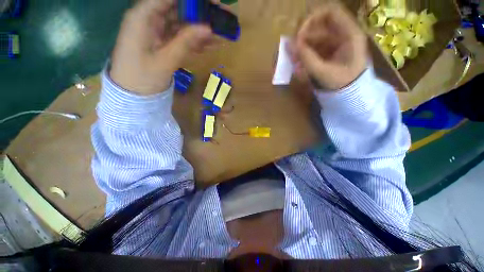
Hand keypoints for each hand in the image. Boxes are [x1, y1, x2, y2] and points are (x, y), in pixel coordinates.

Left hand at [110, 0, 214, 94]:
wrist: (132, 95)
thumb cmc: (142, 77)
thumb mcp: (165, 60)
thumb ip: (186, 42)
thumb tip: (208, 28)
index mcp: (143, 17)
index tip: (212, 2)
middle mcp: (149, 19)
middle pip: (176, 7)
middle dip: (198, 12)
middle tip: (219, 17)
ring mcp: (156, 32)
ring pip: (181, 24)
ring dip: (199, 29)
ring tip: (219, 35)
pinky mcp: (162, 43)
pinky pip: (180, 37)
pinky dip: (194, 41)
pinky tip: (208, 45)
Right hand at [291, 2, 367, 89]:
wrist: (350, 96)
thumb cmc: (341, 84)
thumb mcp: (323, 71)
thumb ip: (306, 57)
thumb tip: (290, 45)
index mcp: (349, 34)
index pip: (330, 12)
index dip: (312, 19)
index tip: (299, 34)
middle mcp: (343, 35)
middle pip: (320, 27)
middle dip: (304, 38)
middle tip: (292, 51)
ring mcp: (335, 45)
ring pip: (315, 40)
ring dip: (302, 49)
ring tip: (293, 62)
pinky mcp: (329, 54)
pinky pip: (315, 50)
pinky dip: (305, 56)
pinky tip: (299, 66)